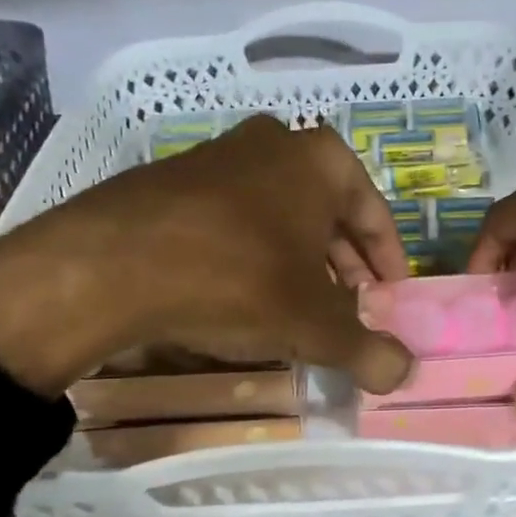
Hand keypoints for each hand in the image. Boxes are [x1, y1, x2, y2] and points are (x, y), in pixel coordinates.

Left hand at [0, 117, 413, 396]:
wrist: (111, 265)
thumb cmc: (237, 280)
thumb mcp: (314, 324)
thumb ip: (368, 349)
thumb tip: (404, 372)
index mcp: (320, 160)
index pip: (375, 215)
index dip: (388, 265)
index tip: (390, 302)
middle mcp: (273, 144)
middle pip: (327, 214)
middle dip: (343, 267)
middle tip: (348, 312)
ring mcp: (217, 156)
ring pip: (279, 216)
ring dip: (297, 262)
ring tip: (297, 309)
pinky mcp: (172, 181)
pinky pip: (234, 221)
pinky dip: (252, 255)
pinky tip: (242, 297)